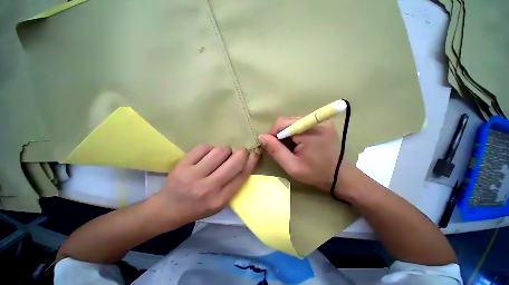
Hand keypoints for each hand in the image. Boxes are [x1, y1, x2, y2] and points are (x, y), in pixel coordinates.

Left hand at [151, 144, 258, 226]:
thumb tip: (246, 161)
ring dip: (225, 151)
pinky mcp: (182, 165)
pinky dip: (210, 149)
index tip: (255, 153)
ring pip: (221, 150)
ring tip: (220, 156)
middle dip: (242, 152)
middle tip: (240, 152)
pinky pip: (205, 147)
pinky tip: (207, 156)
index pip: (242, 175)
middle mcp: (209, 188)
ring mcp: (193, 175)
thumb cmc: (198, 207)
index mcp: (220, 199)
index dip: (252, 161)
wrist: (167, 209)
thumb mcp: (220, 202)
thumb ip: (234, 183)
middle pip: (234, 161)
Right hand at [258, 117, 353, 197]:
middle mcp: (316, 121)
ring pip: (292, 122)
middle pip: (287, 121)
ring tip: (290, 148)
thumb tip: (261, 136)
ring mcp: (320, 121)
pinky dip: (294, 133)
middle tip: (282, 150)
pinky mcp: (321, 123)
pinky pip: (300, 124)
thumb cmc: (316, 173)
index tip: (271, 147)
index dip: (272, 134)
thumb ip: (275, 150)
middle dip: (280, 135)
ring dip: (287, 134)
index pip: (281, 123)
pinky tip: (297, 144)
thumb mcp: (292, 166)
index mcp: (309, 130)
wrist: (339, 176)